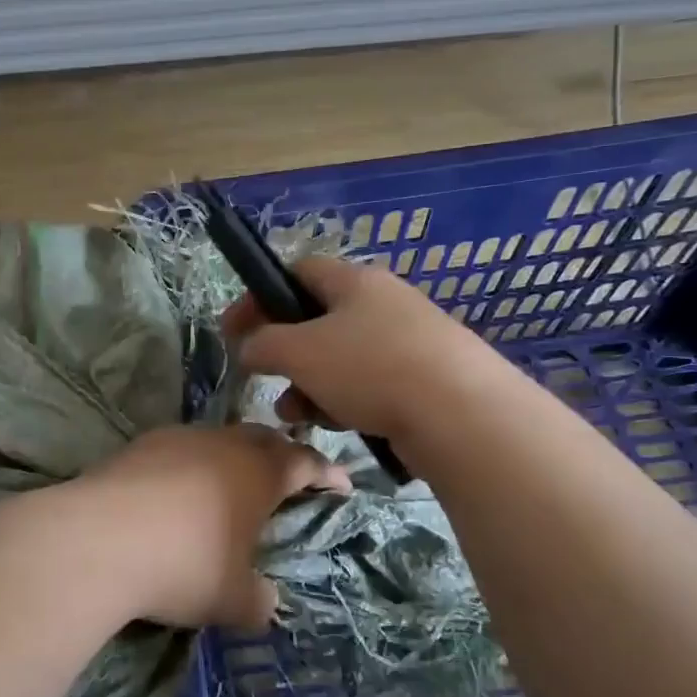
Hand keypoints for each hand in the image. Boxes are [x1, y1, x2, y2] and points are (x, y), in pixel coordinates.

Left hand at [78, 424, 350, 629]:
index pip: (305, 462)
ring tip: (232, 483)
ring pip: (220, 438)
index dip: (326, 472)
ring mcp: (179, 439)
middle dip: (282, 455)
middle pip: (263, 438)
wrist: (98, 540)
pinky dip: (193, 463)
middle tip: (289, 476)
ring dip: (234, 456)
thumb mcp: (231, 599)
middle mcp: (223, 444)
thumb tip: (266, 603)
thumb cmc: (183, 566)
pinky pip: (181, 447)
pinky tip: (179, 490)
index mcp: (259, 472)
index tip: (341, 484)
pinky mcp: (141, 445)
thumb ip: (259, 602)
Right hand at [220, 257, 489, 441]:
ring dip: (310, 384)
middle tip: (266, 379)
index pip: (297, 272)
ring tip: (296, 415)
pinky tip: (340, 425)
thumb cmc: (370, 368)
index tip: (234, 331)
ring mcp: (409, 341)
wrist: (462, 415)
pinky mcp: (427, 379)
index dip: (259, 298)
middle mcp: (384, 303)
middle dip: (285, 353)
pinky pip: (370, 384)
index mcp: (355, 281)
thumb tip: (249, 346)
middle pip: (318, 320)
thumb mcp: (299, 352)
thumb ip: (263, 344)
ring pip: (342, 358)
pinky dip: (345, 401)